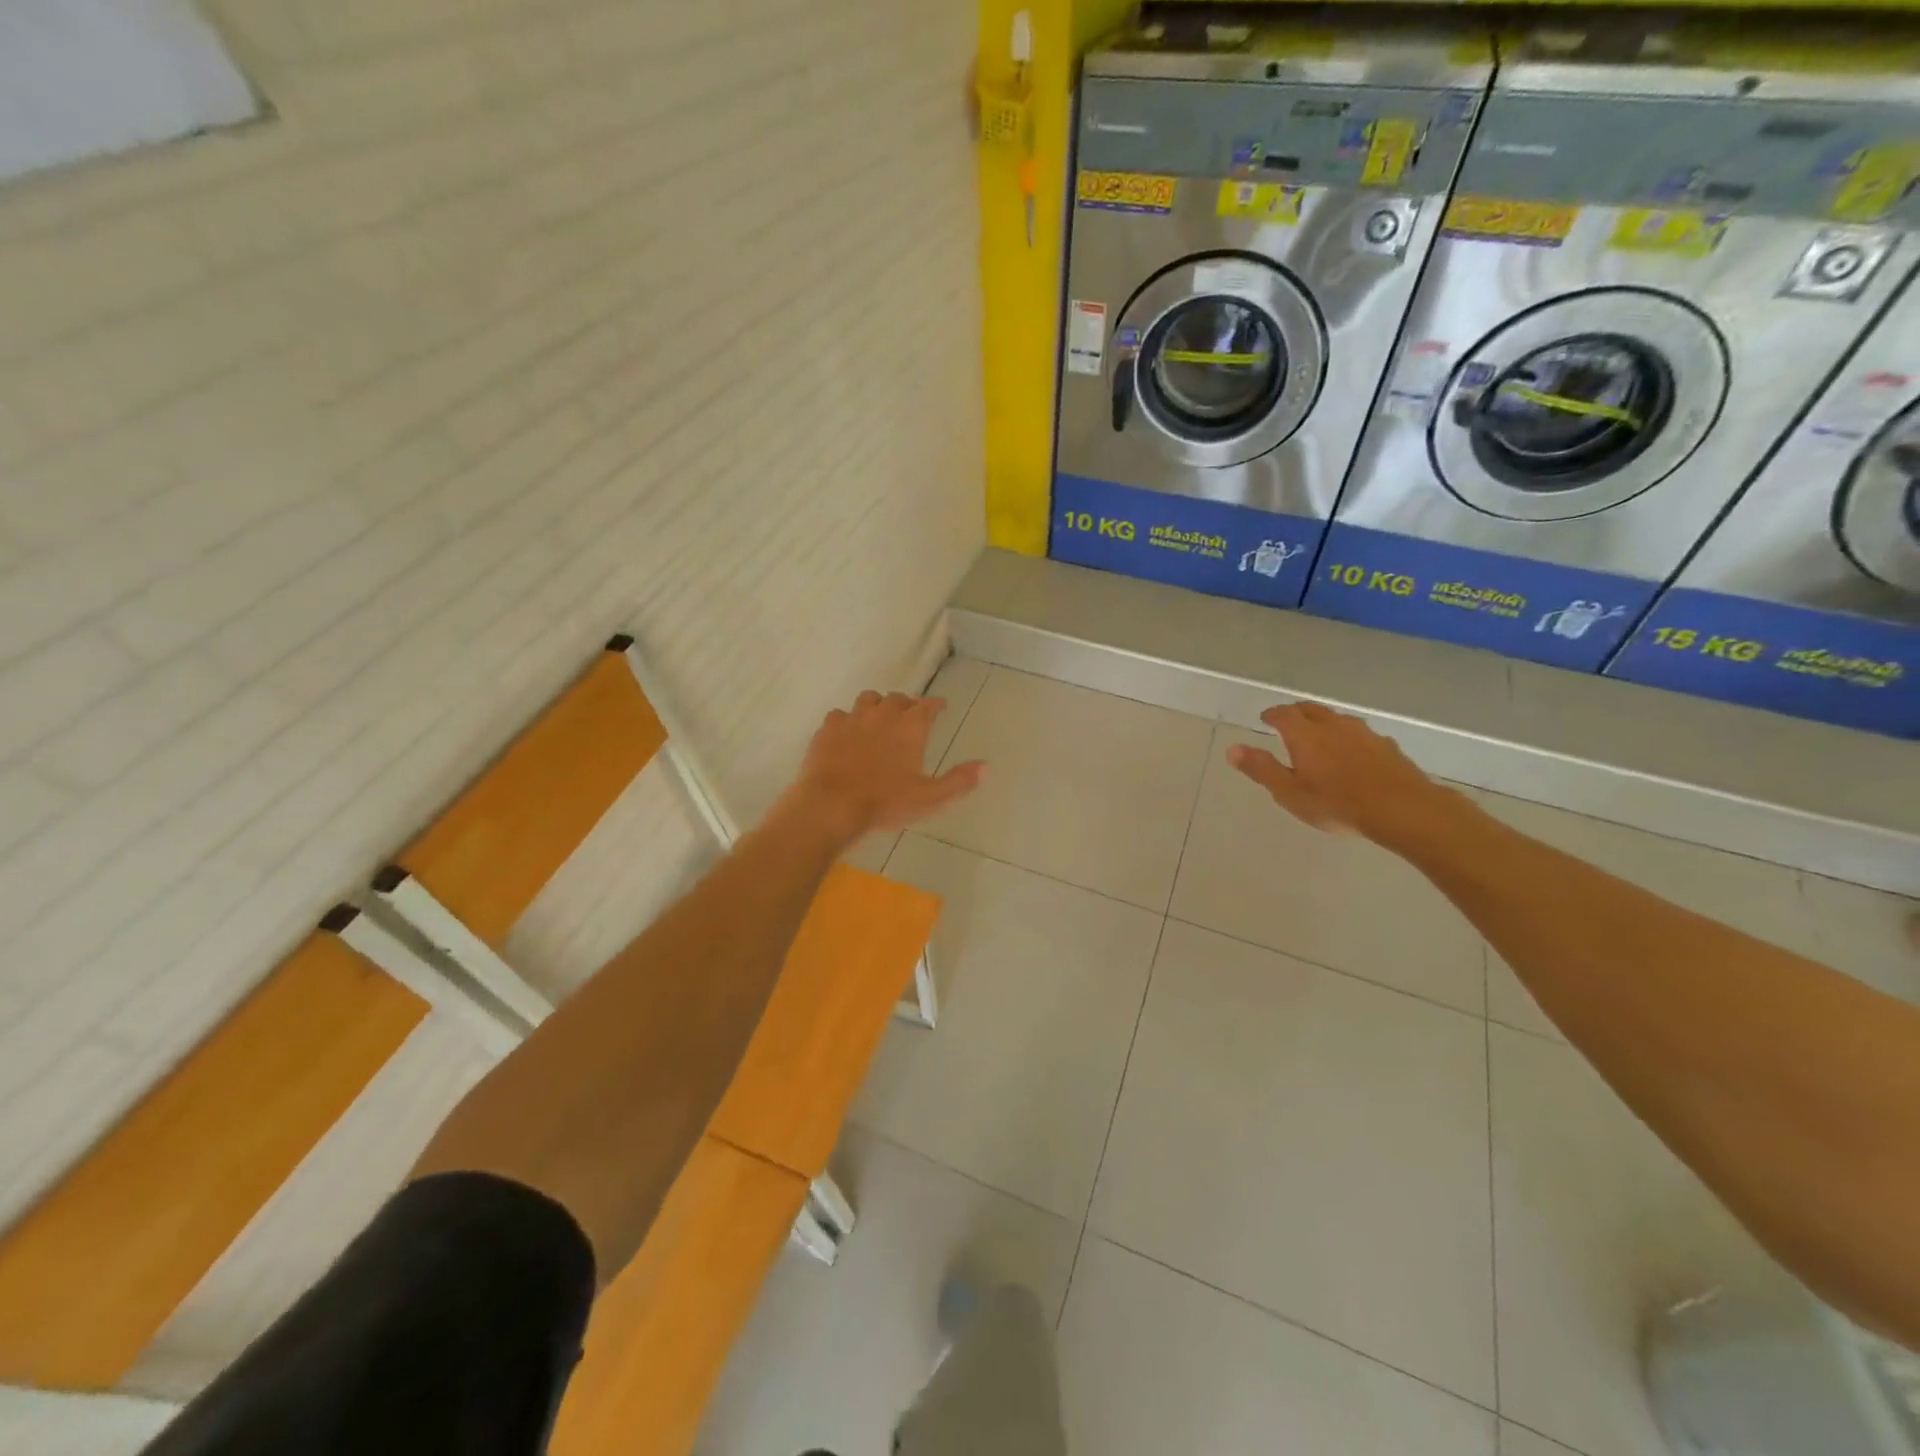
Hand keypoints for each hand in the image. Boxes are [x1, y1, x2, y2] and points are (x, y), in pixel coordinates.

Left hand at [783, 691, 984, 842]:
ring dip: (877, 705)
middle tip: (910, 715)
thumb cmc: (885, 803)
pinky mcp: (827, 729)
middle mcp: (883, 714)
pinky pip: (840, 715)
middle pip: (898, 698)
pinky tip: (847, 732)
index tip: (940, 707)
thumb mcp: (930, 798)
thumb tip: (985, 766)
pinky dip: (847, 720)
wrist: (832, 805)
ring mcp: (852, 718)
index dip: (936, 704)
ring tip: (879, 718)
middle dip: (907, 704)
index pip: (928, 705)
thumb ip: (959, 781)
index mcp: (911, 727)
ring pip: (868, 699)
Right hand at [1225, 701, 1459, 847]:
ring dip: (1323, 722)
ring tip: (1318, 734)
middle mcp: (1333, 725)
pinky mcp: (1386, 746)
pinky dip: (1348, 737)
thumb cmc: (1337, 803)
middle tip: (1287, 720)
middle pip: (1311, 709)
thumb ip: (1261, 769)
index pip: (1283, 714)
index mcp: (1305, 734)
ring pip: (1337, 719)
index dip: (1272, 714)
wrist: (1402, 809)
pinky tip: (1352, 752)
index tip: (1265, 718)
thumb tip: (1232, 749)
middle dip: (1296, 712)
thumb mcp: (1290, 792)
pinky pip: (1360, 734)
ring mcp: (1364, 733)